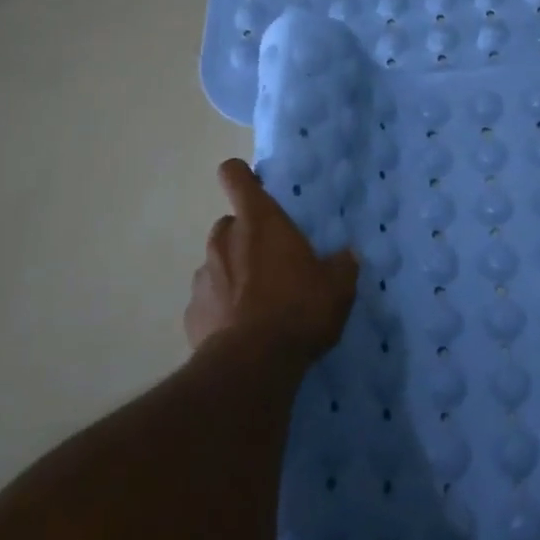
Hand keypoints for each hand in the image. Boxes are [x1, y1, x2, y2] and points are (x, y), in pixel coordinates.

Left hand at [184, 158, 359, 363]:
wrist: (253, 363)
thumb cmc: (298, 310)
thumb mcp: (336, 288)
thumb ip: (342, 267)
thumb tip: (347, 256)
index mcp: (259, 222)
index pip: (234, 176)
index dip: (241, 177)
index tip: (255, 188)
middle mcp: (224, 239)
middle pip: (230, 225)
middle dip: (247, 239)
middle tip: (272, 265)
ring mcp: (203, 276)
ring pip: (218, 263)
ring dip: (234, 275)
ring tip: (258, 305)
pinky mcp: (192, 312)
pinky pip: (208, 301)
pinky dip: (221, 309)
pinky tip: (241, 331)